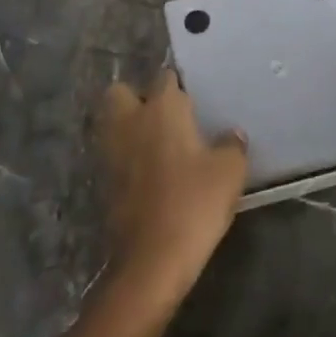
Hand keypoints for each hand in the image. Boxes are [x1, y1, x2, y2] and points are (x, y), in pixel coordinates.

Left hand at [100, 69, 248, 291]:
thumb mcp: (229, 171)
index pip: (165, 77)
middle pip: (121, 92)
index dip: (178, 85)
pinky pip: (113, 154)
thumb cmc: (195, 202)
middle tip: (164, 116)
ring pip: (112, 123)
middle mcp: (131, 120)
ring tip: (156, 144)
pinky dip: (125, 157)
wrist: (152, 259)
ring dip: (128, 127)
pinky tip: (148, 172)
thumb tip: (232, 134)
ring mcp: (112, 150)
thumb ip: (232, 145)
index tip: (193, 99)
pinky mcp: (102, 180)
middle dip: (137, 97)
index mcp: (163, 108)